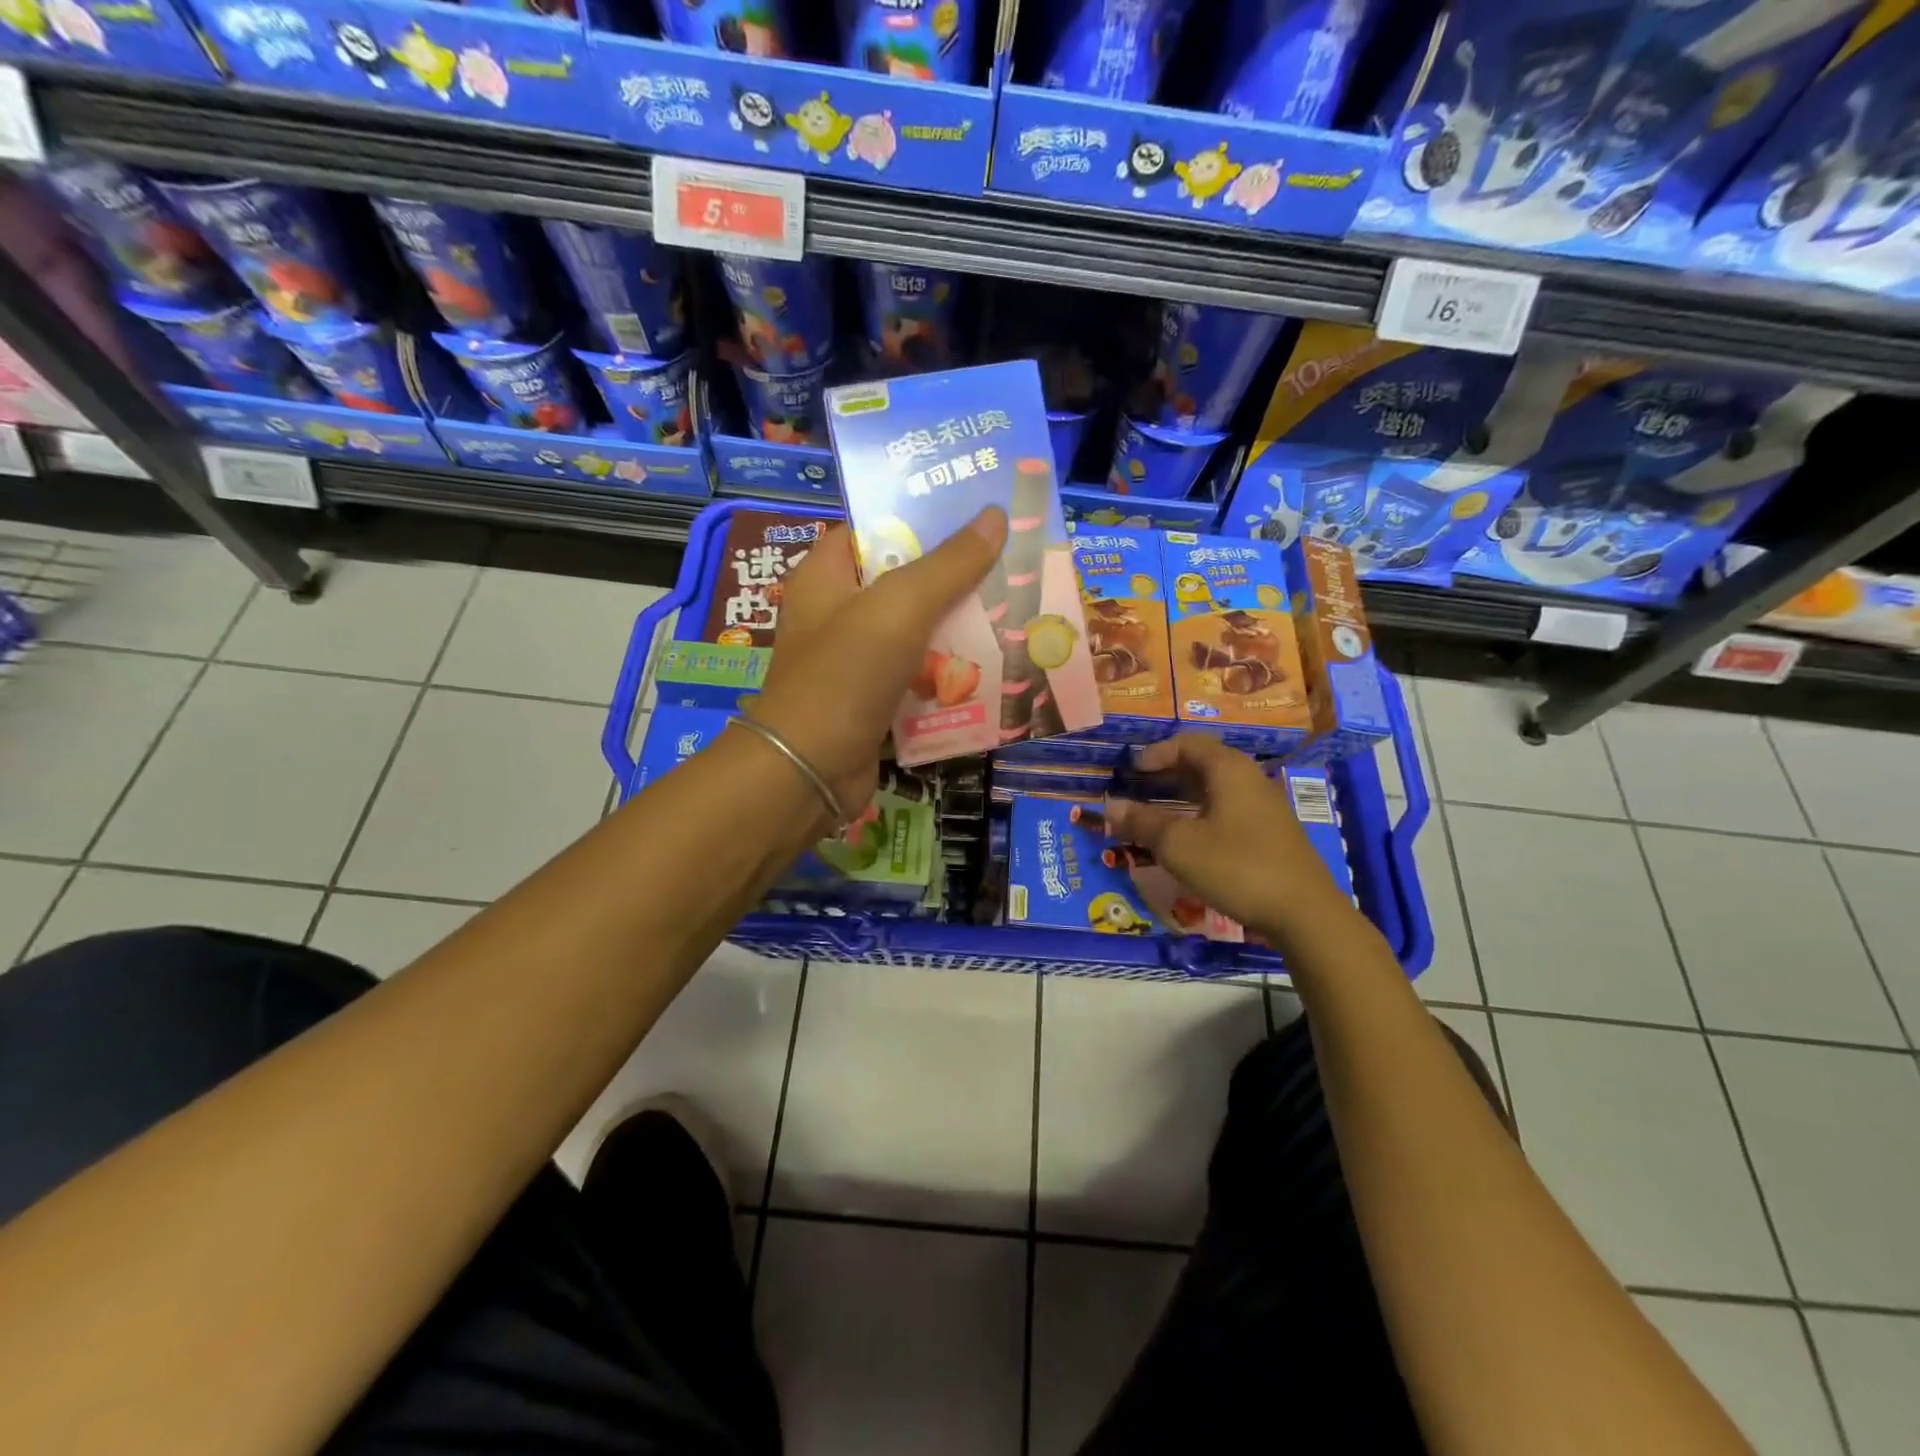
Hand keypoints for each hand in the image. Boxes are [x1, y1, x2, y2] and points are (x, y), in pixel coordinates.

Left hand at [749, 510, 1007, 817]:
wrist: (811, 770)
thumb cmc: (846, 673)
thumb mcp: (900, 606)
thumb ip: (948, 564)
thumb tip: (994, 515)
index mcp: (826, 575)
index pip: (874, 529)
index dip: (920, 518)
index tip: (975, 516)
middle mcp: (836, 613)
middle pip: (902, 582)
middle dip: (953, 578)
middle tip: (1010, 566)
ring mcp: (854, 660)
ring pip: (915, 632)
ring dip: (957, 628)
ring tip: (1013, 613)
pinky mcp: (872, 700)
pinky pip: (917, 675)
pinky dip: (947, 673)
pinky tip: (991, 668)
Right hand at [1100, 734, 1357, 947]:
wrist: (1304, 913)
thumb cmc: (1236, 867)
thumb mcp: (1178, 845)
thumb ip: (1142, 822)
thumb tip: (1109, 807)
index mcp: (1229, 770)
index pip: (1188, 743)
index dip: (1156, 753)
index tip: (1131, 771)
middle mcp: (1250, 779)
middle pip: (1203, 764)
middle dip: (1166, 775)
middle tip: (1137, 790)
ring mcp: (1264, 808)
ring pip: (1215, 790)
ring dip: (1182, 797)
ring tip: (1155, 815)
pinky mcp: (1271, 834)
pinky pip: (1228, 811)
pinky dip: (1201, 815)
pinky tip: (1188, 841)